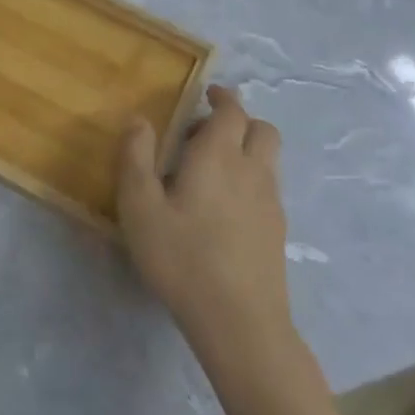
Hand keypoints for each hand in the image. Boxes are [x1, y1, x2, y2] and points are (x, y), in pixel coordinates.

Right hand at [117, 85, 288, 346]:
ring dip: (247, 149)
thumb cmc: (181, 257)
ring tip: (212, 169)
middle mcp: (252, 170)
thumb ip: (136, 158)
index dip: (222, 97)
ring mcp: (271, 202)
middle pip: (262, 129)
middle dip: (239, 120)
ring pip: (269, 158)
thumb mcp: (140, 207)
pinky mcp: (278, 231)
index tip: (207, 93)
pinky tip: (225, 208)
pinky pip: (268, 187)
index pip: (232, 111)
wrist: (239, 321)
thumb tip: (139, 119)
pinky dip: (251, 179)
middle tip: (205, 132)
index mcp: (219, 155)